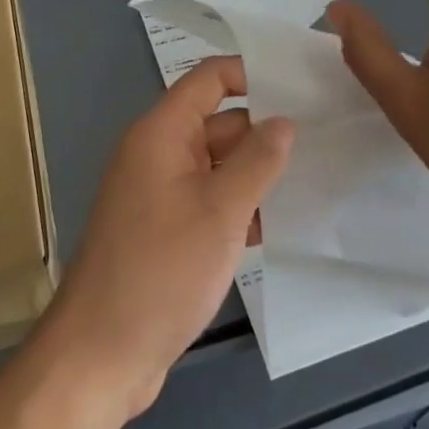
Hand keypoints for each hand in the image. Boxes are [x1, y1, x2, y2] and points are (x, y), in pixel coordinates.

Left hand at [39, 57, 292, 424]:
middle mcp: (158, 154)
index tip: (303, 85)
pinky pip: (210, 201)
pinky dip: (241, 206)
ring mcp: (161, 194)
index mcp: (161, 134)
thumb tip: (284, 121)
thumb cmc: (161, 271)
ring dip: (258, 173)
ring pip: (218, 166)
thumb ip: (257, 161)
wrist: (101, 355)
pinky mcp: (166, 231)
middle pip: (219, 122)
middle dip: (266, 130)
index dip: (253, 73)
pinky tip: (283, 223)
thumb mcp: (220, 211)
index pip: (210, 79)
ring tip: (319, 176)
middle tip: (328, 137)